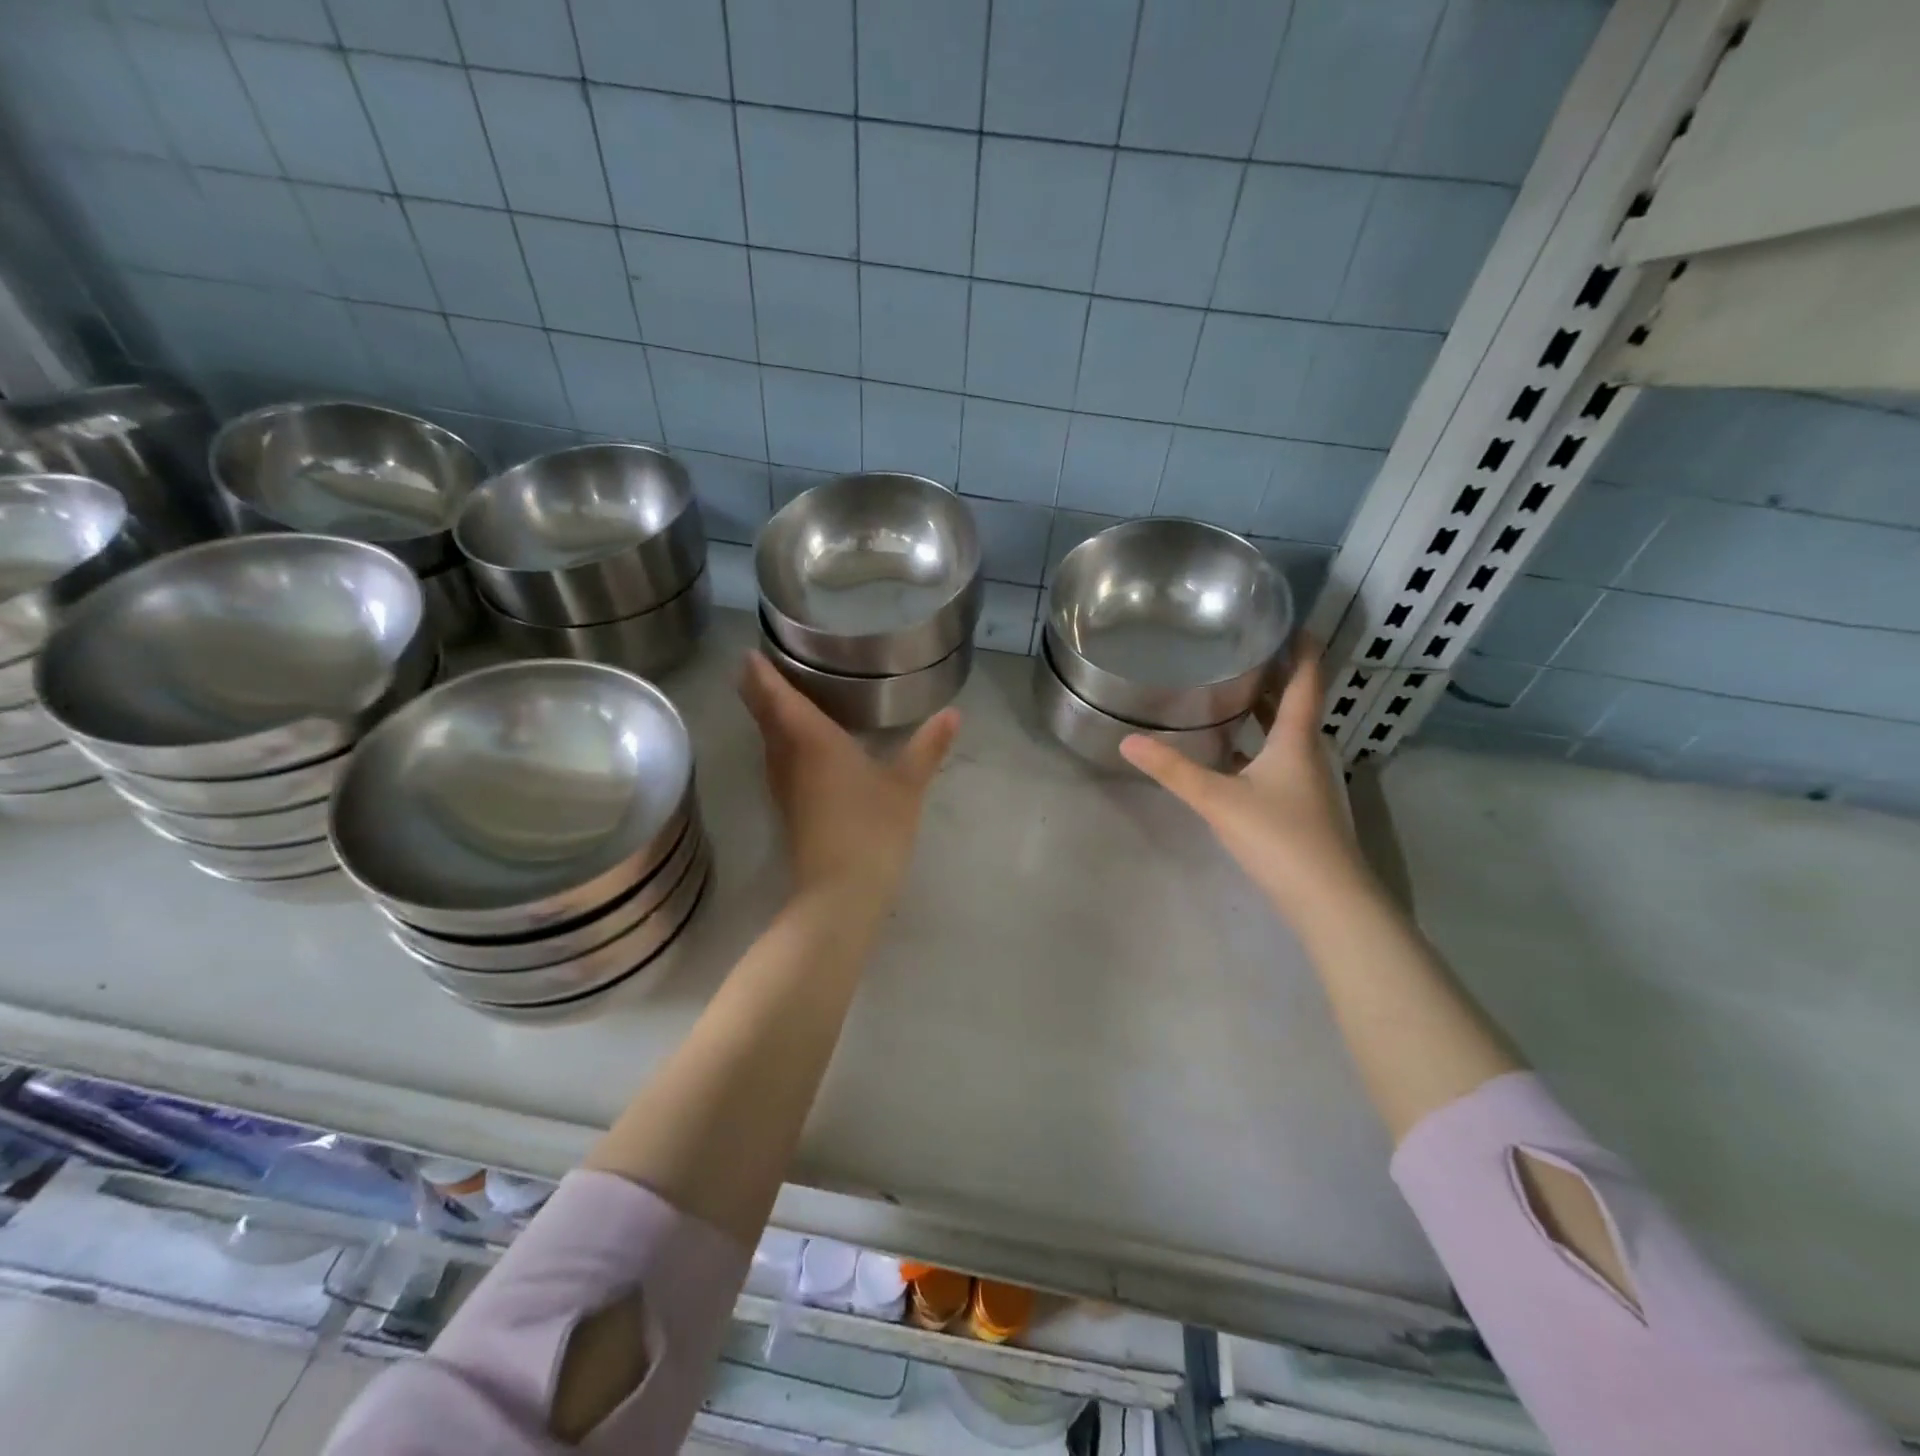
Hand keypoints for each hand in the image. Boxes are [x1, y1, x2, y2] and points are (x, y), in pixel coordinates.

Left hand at [740, 650, 959, 909]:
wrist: (841, 892)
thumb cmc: (873, 828)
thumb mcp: (907, 785)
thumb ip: (927, 747)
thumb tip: (953, 713)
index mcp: (813, 741)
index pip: (779, 698)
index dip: (762, 675)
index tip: (748, 654)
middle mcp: (790, 758)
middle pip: (766, 717)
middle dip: (758, 692)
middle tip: (755, 666)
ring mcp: (785, 787)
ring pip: (768, 741)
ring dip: (765, 717)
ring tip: (772, 696)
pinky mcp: (790, 809)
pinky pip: (777, 761)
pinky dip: (778, 742)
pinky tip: (793, 745)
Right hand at [1120, 643, 1373, 916]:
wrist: (1328, 898)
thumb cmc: (1278, 836)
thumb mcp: (1218, 799)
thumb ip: (1173, 770)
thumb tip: (1128, 740)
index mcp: (1296, 739)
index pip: (1306, 681)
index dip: (1302, 650)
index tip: (1289, 622)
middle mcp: (1308, 753)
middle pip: (1295, 704)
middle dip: (1274, 676)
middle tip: (1242, 650)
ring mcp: (1309, 782)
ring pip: (1287, 734)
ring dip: (1265, 711)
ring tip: (1230, 693)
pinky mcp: (1303, 807)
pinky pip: (1280, 760)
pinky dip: (1259, 745)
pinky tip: (1233, 754)